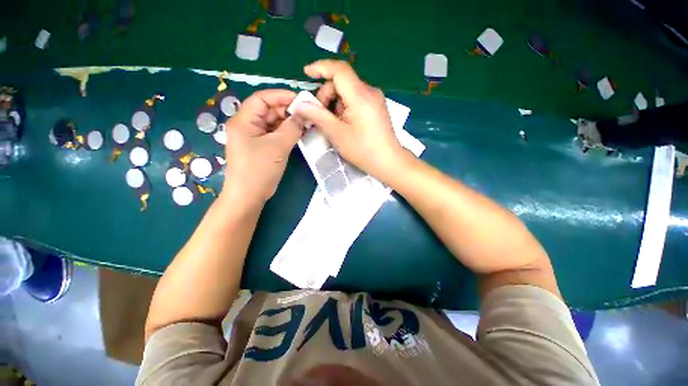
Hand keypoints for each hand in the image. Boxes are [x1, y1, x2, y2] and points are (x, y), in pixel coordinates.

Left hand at [222, 89, 302, 204]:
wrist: (249, 196)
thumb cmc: (259, 169)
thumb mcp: (278, 146)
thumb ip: (292, 128)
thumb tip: (303, 115)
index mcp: (244, 120)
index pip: (262, 98)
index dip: (281, 96)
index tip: (301, 100)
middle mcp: (247, 125)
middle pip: (268, 110)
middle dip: (288, 111)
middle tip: (307, 115)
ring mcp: (254, 137)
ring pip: (273, 123)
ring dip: (289, 123)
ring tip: (306, 125)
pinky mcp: (261, 147)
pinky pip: (274, 134)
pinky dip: (286, 133)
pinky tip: (299, 134)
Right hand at [292, 60, 406, 178]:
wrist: (388, 161)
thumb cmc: (363, 150)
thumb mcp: (337, 133)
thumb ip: (317, 115)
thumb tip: (299, 104)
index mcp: (360, 96)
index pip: (339, 70)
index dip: (321, 67)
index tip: (306, 73)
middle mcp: (370, 91)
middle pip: (342, 82)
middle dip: (327, 95)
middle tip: (320, 115)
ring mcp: (375, 99)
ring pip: (348, 91)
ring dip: (336, 103)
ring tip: (334, 124)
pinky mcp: (377, 107)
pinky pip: (356, 99)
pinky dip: (345, 107)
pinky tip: (344, 123)